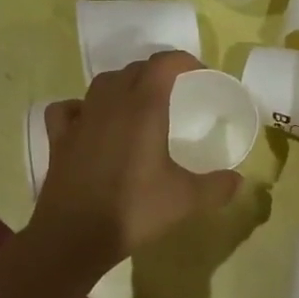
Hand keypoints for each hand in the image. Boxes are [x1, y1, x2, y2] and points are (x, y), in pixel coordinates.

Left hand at [30, 51, 241, 273]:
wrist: (74, 235)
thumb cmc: (134, 210)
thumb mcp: (185, 200)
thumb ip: (216, 187)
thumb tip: (239, 181)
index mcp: (143, 107)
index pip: (163, 64)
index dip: (183, 62)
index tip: (199, 75)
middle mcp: (110, 103)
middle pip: (133, 70)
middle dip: (156, 73)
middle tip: (174, 92)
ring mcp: (80, 119)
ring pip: (102, 84)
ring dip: (122, 85)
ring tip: (136, 104)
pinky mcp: (58, 138)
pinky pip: (68, 108)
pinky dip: (81, 107)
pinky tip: (89, 121)